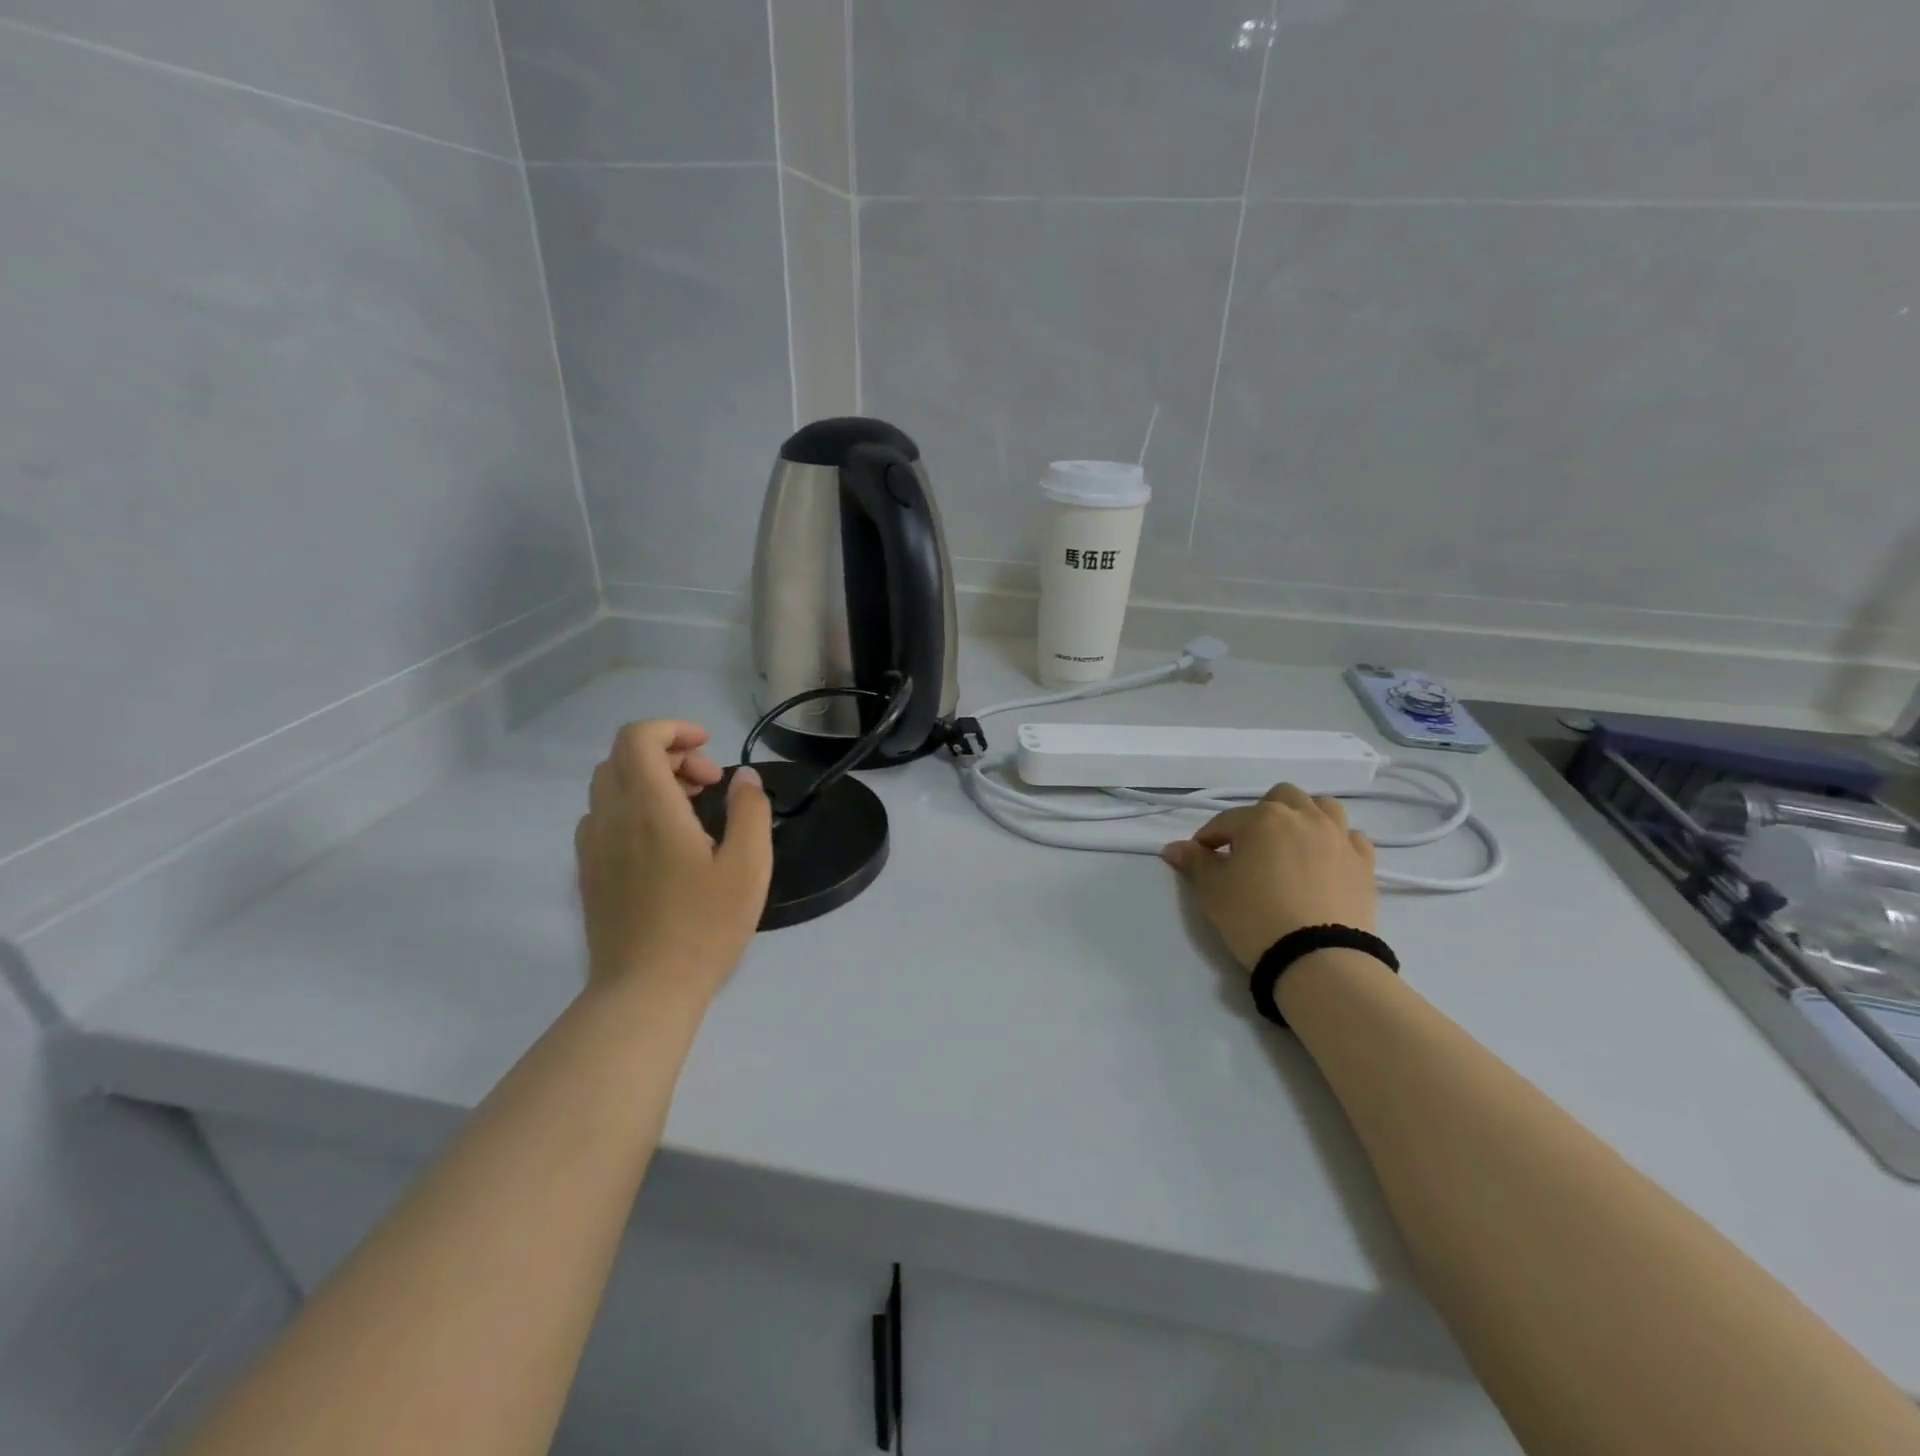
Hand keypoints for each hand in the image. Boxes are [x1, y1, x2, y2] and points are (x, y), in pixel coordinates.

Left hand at [575, 721, 772, 1000]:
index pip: (637, 738)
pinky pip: (603, 816)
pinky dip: (632, 807)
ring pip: (609, 786)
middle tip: (709, 784)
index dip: (673, 728)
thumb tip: (744, 778)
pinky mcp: (588, 872)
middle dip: (668, 754)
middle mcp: (610, 818)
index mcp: (648, 809)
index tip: (709, 749)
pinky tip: (663, 842)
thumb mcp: (748, 867)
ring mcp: (592, 847)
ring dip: (649, 780)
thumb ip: (750, 811)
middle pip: (622, 757)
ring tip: (691, 811)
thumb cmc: (703, 926)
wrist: (645, 991)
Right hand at [1161, 784, 1376, 969]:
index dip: (1208, 838)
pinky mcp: (1364, 863)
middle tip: (1249, 846)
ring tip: (1291, 845)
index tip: (1199, 857)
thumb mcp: (1213, 891)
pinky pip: (1351, 837)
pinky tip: (1325, 861)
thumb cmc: (1255, 917)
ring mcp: (1339, 837)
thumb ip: (1195, 863)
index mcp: (1263, 818)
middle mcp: (1304, 817)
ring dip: (1304, 818)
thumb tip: (1174, 848)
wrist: (1318, 959)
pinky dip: (1336, 842)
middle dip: (1261, 815)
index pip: (1226, 821)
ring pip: (1322, 807)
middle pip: (1280, 797)